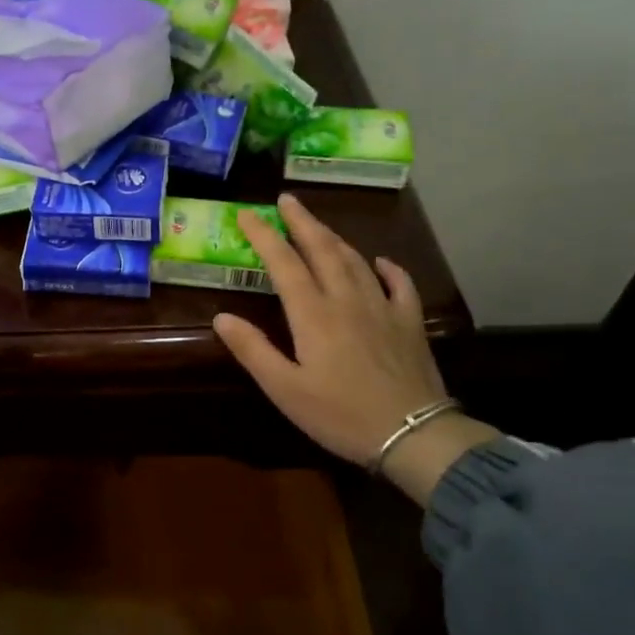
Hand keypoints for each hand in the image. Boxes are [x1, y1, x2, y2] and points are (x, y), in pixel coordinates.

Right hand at [213, 195, 499, 505]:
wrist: (413, 434)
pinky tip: (379, 260)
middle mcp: (347, 300)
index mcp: (313, 315)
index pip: (283, 264)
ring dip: (334, 237)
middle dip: (302, 222)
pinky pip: (399, 283)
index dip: (264, 236)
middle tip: (286, 200)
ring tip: (317, 224)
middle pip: (322, 250)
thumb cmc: (340, 415)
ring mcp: (383, 308)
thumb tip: (222, 317)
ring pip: (355, 260)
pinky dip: (386, 267)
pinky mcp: (409, 323)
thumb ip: (253, 350)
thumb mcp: (284, 390)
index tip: (247, 214)